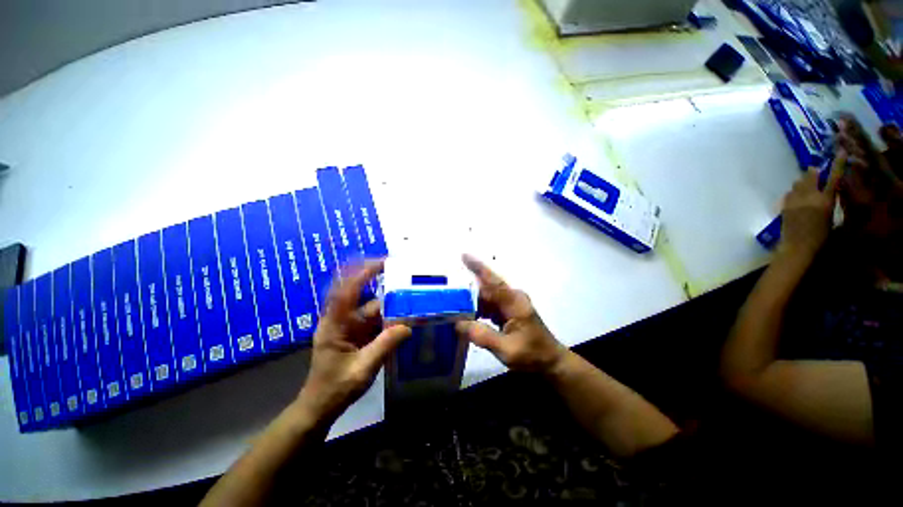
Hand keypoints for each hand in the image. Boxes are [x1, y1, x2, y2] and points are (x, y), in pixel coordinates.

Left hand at [296, 261, 410, 423]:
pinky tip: (404, 322)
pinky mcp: (356, 336)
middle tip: (410, 289)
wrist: (320, 407)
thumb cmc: (335, 388)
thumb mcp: (363, 368)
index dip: (362, 274)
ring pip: (373, 313)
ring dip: (391, 311)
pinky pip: (375, 323)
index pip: (347, 291)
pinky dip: (389, 322)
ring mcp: (349, 328)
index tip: (381, 262)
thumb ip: (385, 346)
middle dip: (388, 296)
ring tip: (413, 307)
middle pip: (366, 302)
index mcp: (335, 325)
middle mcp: (342, 321)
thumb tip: (408, 326)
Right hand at [455, 254, 565, 373]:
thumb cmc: (532, 355)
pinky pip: (490, 306)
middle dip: (467, 293)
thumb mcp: (506, 349)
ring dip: (472, 304)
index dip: (478, 268)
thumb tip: (458, 323)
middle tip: (447, 298)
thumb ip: (481, 335)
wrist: (551, 362)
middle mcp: (512, 298)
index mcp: (514, 302)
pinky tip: (468, 318)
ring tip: (453, 310)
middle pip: (486, 290)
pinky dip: (478, 311)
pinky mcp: (508, 311)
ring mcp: (511, 304)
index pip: (493, 282)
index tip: (463, 255)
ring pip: (487, 298)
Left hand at [778, 155, 842, 259]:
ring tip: (806, 187)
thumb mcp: (831, 217)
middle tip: (816, 174)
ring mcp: (794, 200)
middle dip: (813, 173)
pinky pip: (789, 193)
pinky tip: (797, 198)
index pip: (834, 178)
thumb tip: (828, 192)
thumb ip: (829, 201)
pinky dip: (794, 193)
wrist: (797, 247)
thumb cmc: (820, 237)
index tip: (840, 152)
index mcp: (825, 200)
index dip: (837, 164)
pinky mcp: (784, 206)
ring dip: (803, 182)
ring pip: (797, 183)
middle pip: (810, 176)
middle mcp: (809, 196)